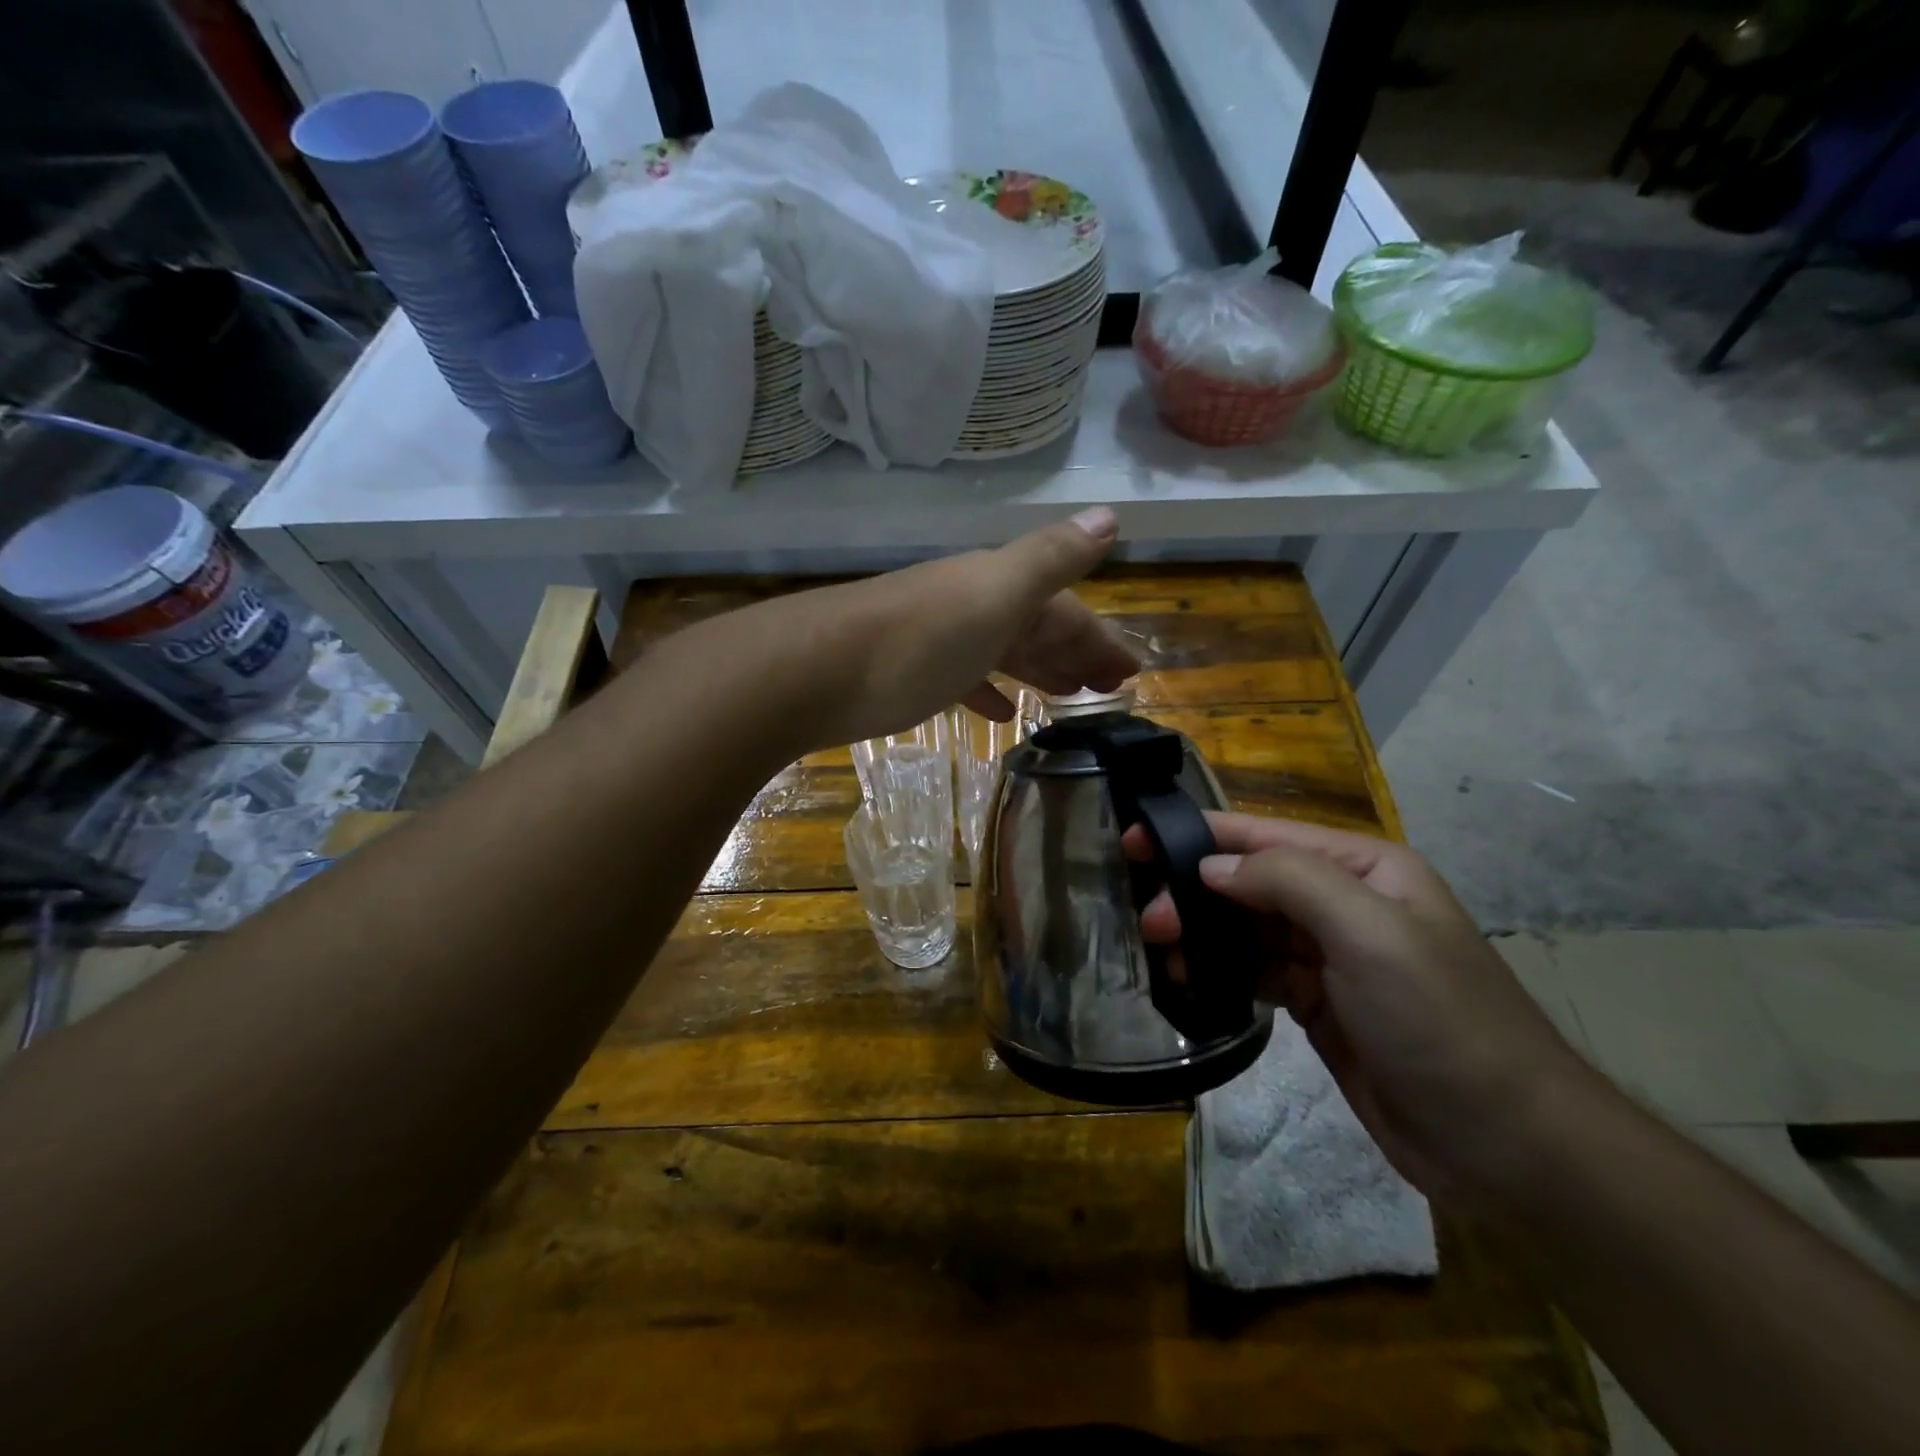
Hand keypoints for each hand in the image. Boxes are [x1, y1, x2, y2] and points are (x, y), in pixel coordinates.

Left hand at [765, 508, 1138, 748]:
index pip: (1065, 609)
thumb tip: (1111, 516)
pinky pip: (964, 677)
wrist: (812, 671)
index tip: (1132, 675)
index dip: (1100, 638)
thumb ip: (1051, 558)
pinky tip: (1000, 712)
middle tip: (1108, 690)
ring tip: (1067, 699)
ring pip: (1002, 651)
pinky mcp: (907, 673)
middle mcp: (969, 604)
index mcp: (997, 586)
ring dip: (1038, 670)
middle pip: (1035, 628)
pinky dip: (988, 690)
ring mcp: (936, 638)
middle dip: (1076, 654)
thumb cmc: (917, 640)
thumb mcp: (995, 594)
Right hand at [1129, 813, 1595, 1208]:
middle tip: (1150, 922)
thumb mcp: (1368, 932)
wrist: (1506, 1146)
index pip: (1265, 836)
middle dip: (1195, 893)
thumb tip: (1210, 869)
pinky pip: (1256, 972)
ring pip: (1246, 928)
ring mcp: (1330, 957)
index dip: (1198, 834)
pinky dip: (1222, 972)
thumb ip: (1287, 881)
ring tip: (1164, 955)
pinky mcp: (1318, 1004)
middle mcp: (1344, 902)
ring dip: (1203, 935)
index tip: (1135, 840)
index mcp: (1364, 868)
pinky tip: (1192, 981)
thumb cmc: (1439, 1021)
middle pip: (1249, 881)